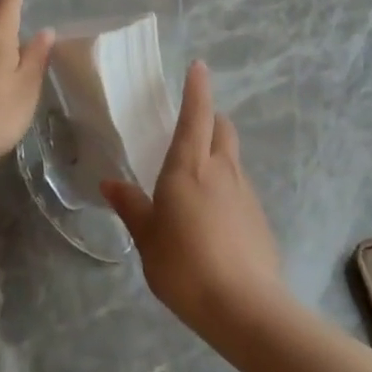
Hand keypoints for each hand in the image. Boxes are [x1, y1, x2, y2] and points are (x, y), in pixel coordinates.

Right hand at [102, 61, 285, 329]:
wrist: (243, 304)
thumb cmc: (184, 266)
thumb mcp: (147, 238)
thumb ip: (131, 207)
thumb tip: (111, 184)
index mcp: (189, 168)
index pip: (196, 115)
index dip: (197, 89)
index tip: (199, 67)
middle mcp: (222, 170)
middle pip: (222, 129)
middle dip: (210, 119)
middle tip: (192, 127)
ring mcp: (246, 193)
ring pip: (233, 158)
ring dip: (219, 153)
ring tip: (198, 177)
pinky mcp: (260, 217)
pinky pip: (240, 187)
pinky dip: (227, 186)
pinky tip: (214, 215)